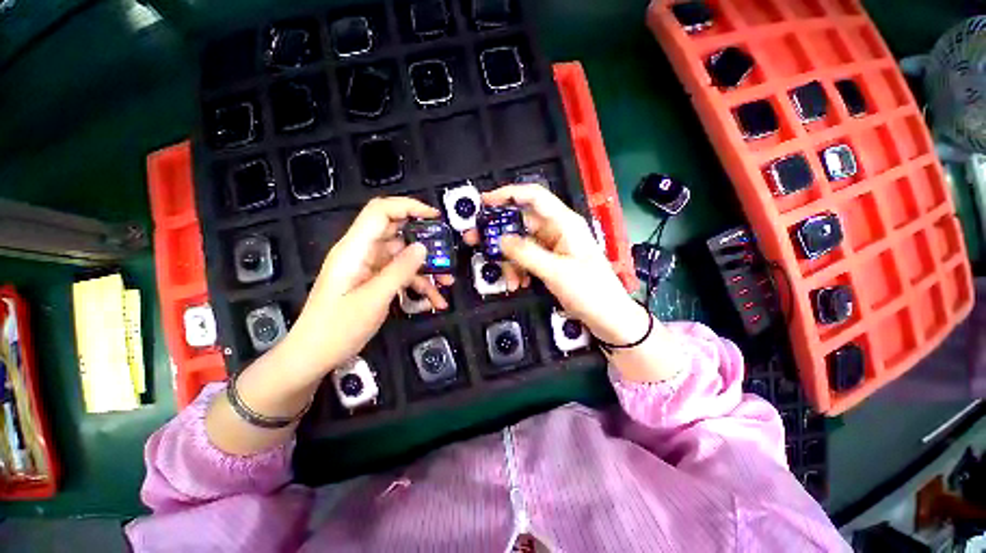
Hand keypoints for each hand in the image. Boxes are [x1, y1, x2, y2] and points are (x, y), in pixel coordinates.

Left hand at [278, 197, 452, 383]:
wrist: (313, 356)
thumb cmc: (338, 328)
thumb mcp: (374, 298)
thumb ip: (400, 270)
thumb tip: (423, 247)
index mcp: (355, 249)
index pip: (380, 212)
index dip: (408, 206)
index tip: (435, 217)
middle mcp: (362, 252)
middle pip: (396, 232)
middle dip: (424, 240)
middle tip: (446, 252)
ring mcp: (369, 268)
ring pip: (403, 257)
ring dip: (426, 268)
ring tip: (447, 283)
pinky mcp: (374, 281)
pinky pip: (400, 275)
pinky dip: (418, 284)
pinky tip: (435, 301)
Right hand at [482, 185, 648, 344]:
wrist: (609, 318)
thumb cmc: (590, 291)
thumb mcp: (556, 271)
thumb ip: (526, 254)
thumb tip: (500, 239)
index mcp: (564, 223)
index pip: (534, 197)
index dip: (508, 194)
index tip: (484, 202)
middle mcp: (557, 231)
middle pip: (521, 224)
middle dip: (500, 235)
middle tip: (475, 242)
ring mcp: (553, 247)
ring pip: (520, 245)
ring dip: (510, 261)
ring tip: (510, 281)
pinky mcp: (550, 262)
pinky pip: (526, 259)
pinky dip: (519, 270)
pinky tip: (519, 283)